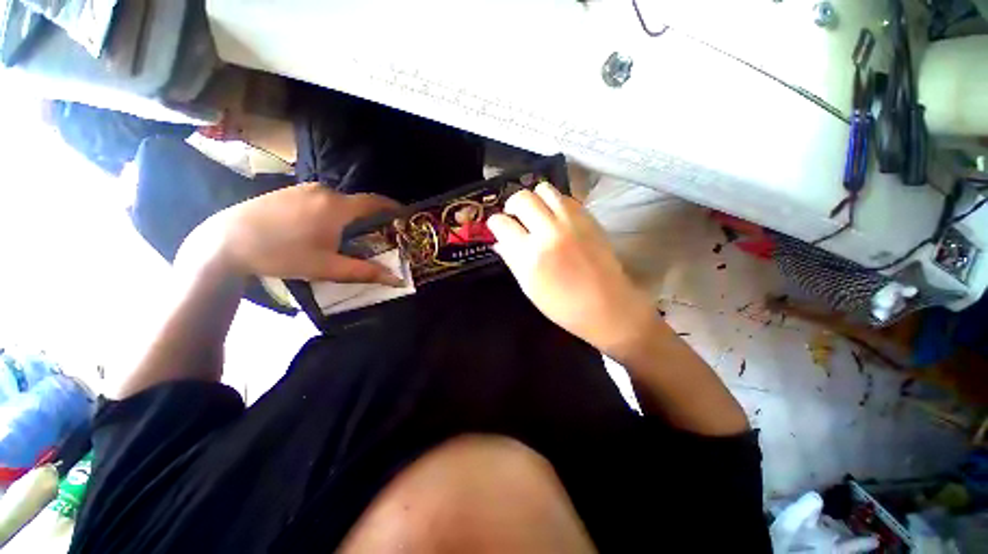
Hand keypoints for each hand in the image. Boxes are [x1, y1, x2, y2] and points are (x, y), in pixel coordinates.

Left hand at [183, 184, 402, 284]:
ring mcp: (303, 188)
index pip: (375, 202)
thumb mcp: (327, 268)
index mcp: (337, 206)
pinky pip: (319, 199)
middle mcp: (324, 191)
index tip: (404, 216)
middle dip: (370, 218)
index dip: (393, 208)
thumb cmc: (282, 254)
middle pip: (357, 203)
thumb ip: (365, 272)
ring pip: (338, 202)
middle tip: (376, 236)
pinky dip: (330, 212)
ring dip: (348, 216)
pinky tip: (319, 229)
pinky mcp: (288, 191)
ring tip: (347, 236)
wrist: (225, 241)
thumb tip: (397, 280)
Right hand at [487, 183, 656, 354]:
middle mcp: (549, 232)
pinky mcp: (588, 218)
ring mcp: (571, 222)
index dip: (495, 223)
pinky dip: (554, 203)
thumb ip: (511, 259)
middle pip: (522, 198)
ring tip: (535, 212)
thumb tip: (499, 241)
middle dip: (512, 204)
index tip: (497, 226)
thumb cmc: (563, 305)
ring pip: (544, 190)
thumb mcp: (529, 287)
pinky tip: (555, 217)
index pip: (502, 223)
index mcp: (530, 255)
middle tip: (514, 215)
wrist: (607, 305)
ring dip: (534, 198)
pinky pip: (565, 198)